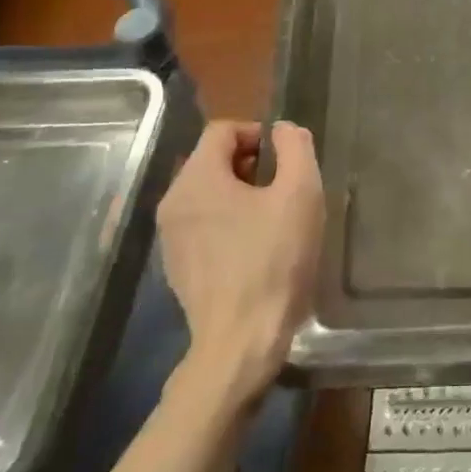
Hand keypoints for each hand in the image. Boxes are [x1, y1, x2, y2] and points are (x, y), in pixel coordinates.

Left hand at [156, 119, 324, 404]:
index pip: (223, 129)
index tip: (285, 161)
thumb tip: (284, 130)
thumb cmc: (274, 260)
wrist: (241, 341)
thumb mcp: (300, 193)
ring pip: (208, 192)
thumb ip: (295, 147)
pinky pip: (202, 223)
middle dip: (251, 164)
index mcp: (197, 178)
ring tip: (272, 220)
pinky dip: (227, 222)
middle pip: (212, 159)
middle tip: (283, 190)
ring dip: (241, 194)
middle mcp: (173, 201)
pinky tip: (254, 248)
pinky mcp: (176, 265)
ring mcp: (170, 237)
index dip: (258, 134)